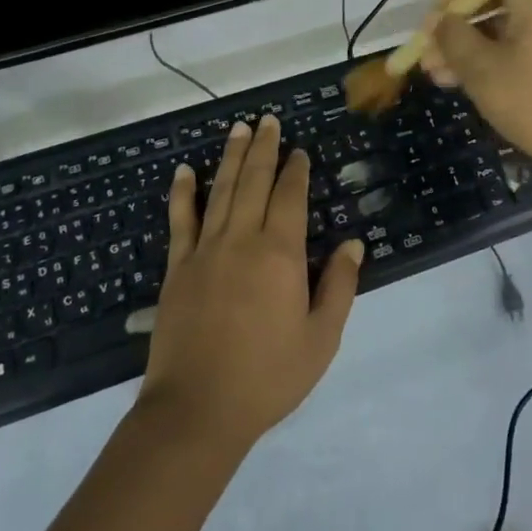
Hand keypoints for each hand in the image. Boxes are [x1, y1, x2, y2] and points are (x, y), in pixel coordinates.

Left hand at [137, 115, 362, 455]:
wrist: (198, 409)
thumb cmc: (268, 376)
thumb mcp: (321, 338)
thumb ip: (340, 286)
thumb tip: (354, 243)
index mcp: (279, 254)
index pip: (289, 197)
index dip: (295, 170)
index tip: (299, 151)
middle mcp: (241, 240)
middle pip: (253, 181)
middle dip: (263, 149)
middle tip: (268, 121)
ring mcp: (205, 250)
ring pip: (220, 191)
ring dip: (230, 157)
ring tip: (238, 129)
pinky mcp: (177, 267)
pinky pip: (180, 220)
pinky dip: (182, 192)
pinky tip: (183, 171)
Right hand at [420, 0, 531, 178]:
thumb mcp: (482, 70)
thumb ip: (454, 38)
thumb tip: (440, 21)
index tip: (438, 14)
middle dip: (459, 25)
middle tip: (429, 53)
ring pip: (510, 27)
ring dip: (473, 46)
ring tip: (439, 75)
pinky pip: (527, 46)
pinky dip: (497, 57)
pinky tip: (469, 83)